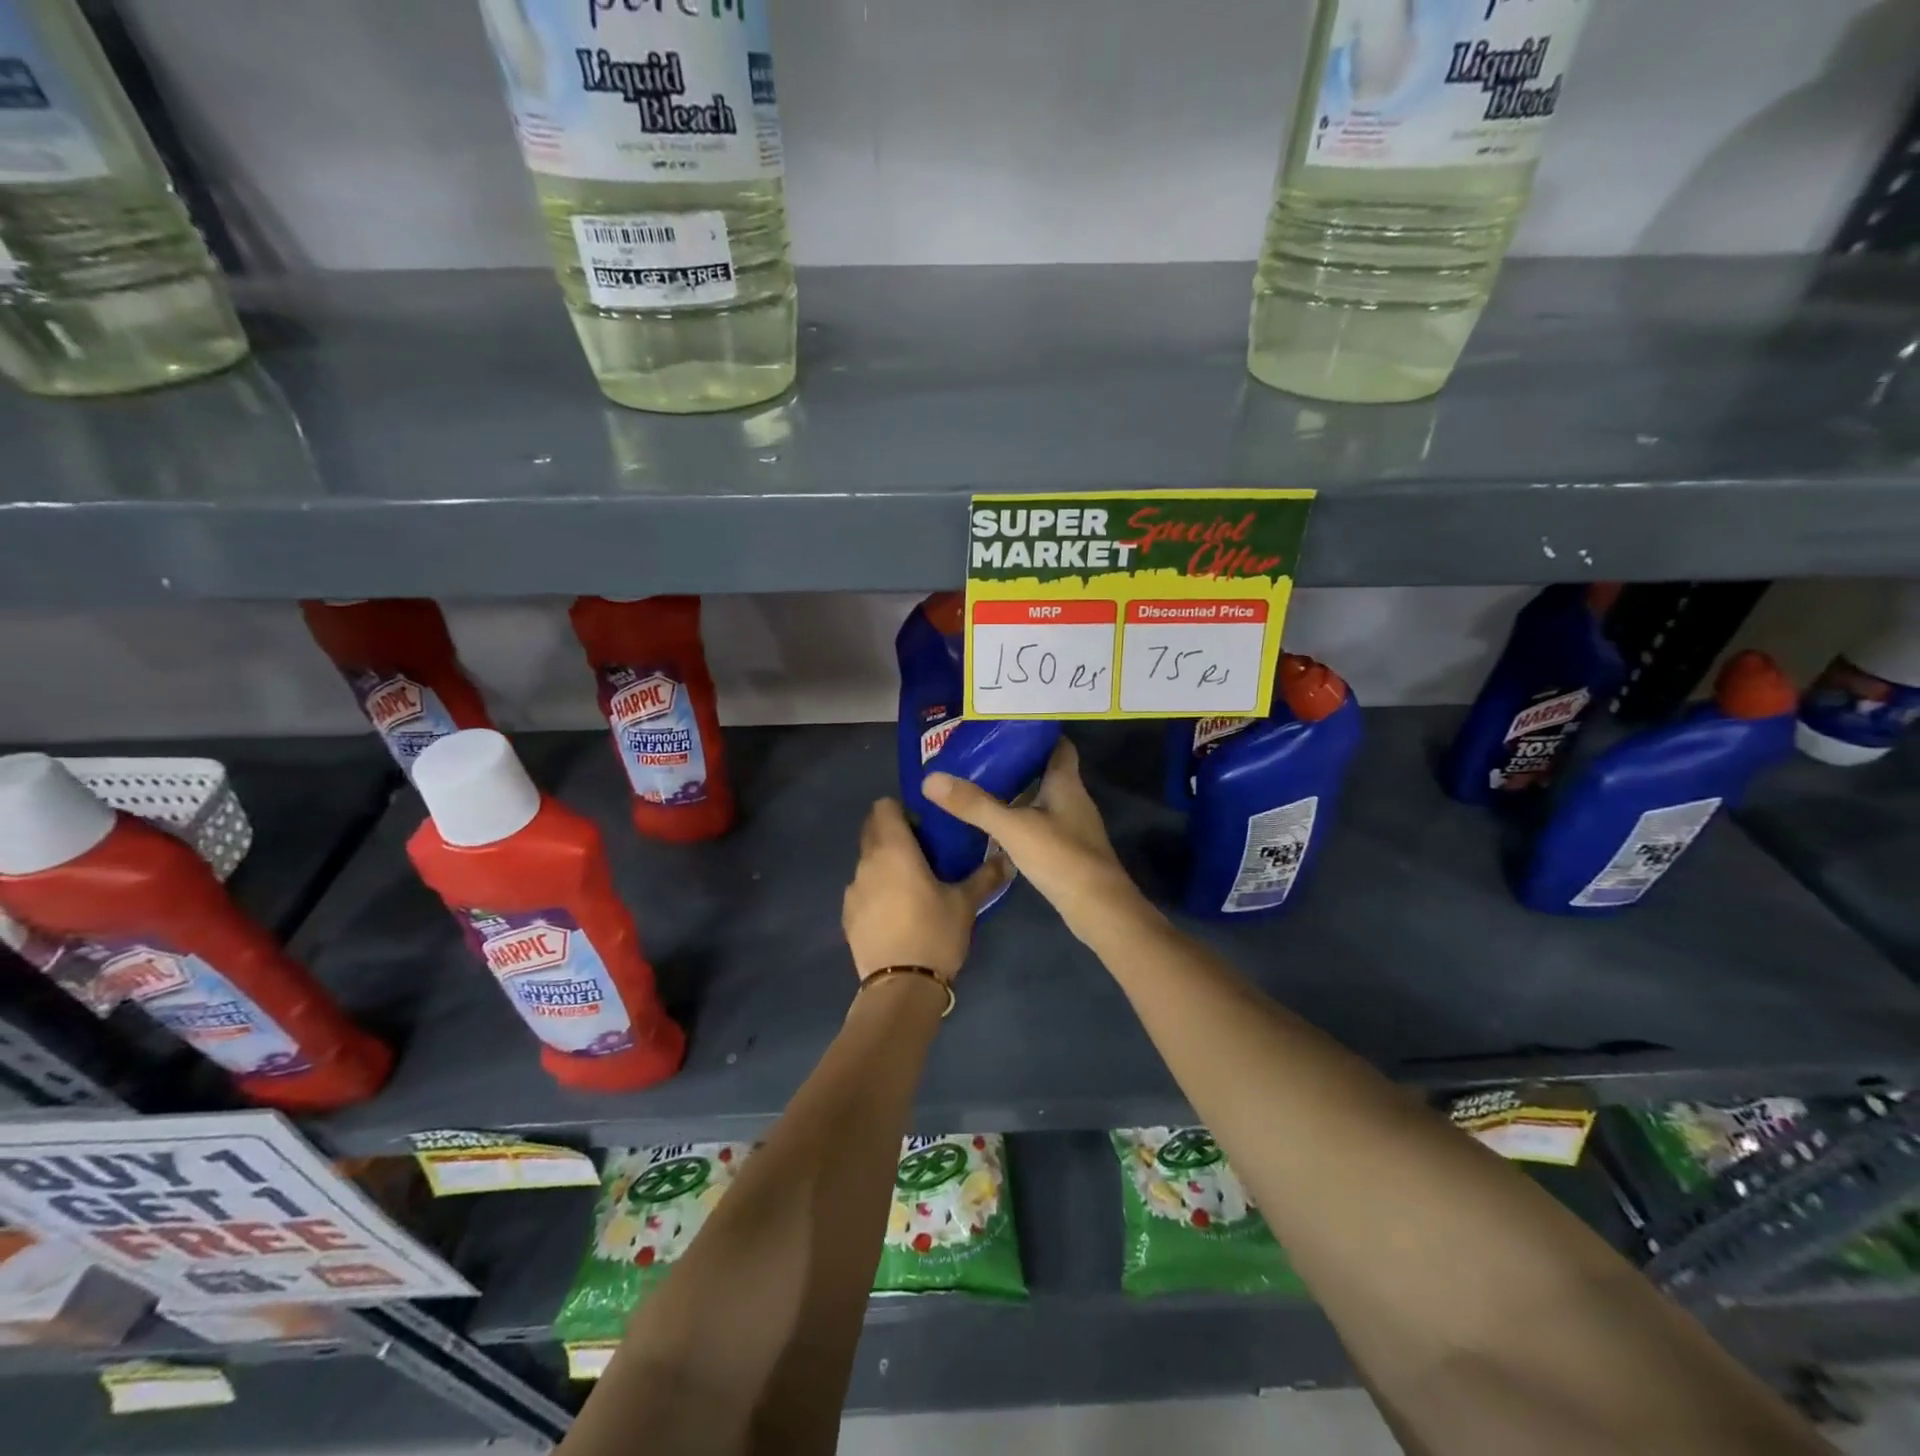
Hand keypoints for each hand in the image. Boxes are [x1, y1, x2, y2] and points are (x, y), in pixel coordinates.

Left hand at [842, 798, 1007, 980]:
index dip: (901, 810)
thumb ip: (986, 876)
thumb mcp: (966, 904)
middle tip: (924, 852)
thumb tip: (1009, 858)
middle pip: (872, 831)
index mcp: (893, 849)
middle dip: (893, 834)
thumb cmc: (934, 933)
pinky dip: (876, 891)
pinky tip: (897, 913)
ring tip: (912, 886)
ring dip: (885, 864)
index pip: (883, 807)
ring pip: (867, 862)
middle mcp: (866, 862)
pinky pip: (862, 890)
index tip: (924, 826)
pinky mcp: (847, 916)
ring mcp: (853, 890)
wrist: (900, 987)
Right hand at [922, 739, 1150, 945]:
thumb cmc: (1061, 857)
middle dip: (1017, 764)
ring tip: (980, 788)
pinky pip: (1041, 825)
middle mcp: (1073, 799)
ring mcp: (1072, 826)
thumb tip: (931, 779)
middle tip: (980, 758)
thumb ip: (974, 804)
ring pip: (1042, 800)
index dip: (1036, 733)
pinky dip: (1021, 821)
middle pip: (1047, 771)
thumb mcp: (1012, 828)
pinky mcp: (1068, 851)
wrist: (1098, 909)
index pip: (1058, 745)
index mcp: (1066, 783)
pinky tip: (997, 828)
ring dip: (1017, 794)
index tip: (1005, 727)